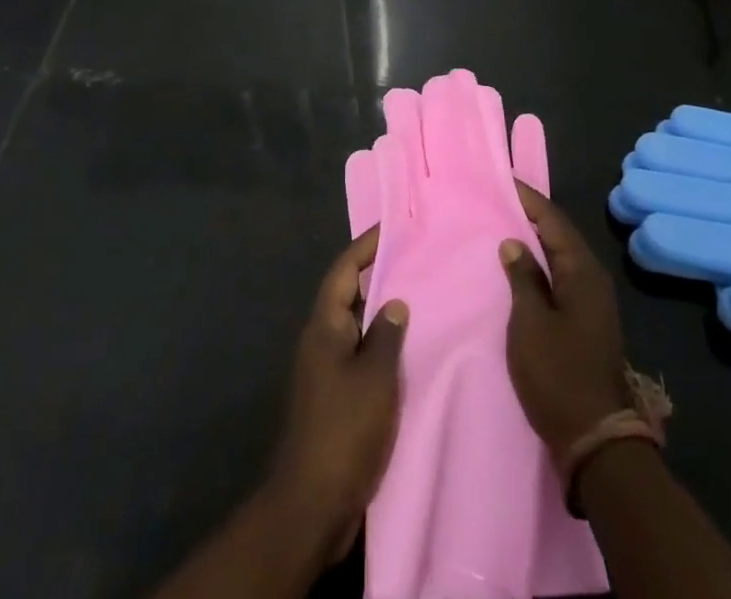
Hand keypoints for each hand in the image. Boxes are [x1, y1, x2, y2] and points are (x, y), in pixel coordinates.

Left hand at [268, 227, 408, 560]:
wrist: (312, 503)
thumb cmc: (344, 429)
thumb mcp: (375, 377)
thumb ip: (387, 335)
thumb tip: (394, 302)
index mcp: (324, 326)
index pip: (344, 271)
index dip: (365, 246)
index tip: (391, 227)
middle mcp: (321, 341)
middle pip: (348, 294)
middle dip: (377, 275)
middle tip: (413, 259)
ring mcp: (325, 371)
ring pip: (356, 326)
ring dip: (381, 312)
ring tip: (418, 298)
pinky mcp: (334, 398)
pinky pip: (360, 355)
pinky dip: (381, 345)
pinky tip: (407, 351)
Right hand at [500, 183, 630, 456]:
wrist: (595, 439)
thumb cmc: (558, 374)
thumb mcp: (530, 323)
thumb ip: (523, 277)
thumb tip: (514, 241)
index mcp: (582, 271)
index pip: (553, 220)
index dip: (528, 198)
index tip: (503, 180)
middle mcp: (592, 279)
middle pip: (560, 234)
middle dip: (532, 215)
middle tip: (499, 200)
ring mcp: (592, 302)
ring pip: (561, 256)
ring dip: (536, 240)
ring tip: (504, 227)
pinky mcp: (587, 322)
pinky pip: (562, 277)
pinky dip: (541, 265)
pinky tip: (521, 269)